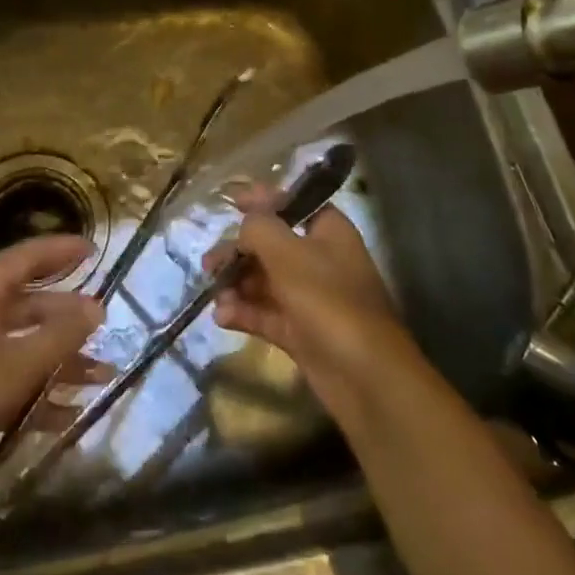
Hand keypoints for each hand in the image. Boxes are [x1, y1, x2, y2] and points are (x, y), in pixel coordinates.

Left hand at [0, 235, 102, 515]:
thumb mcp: (13, 369)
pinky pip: (7, 377)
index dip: (60, 250)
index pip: (25, 258)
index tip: (95, 249)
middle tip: (104, 323)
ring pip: (20, 344)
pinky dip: (36, 390)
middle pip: (27, 302)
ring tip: (100, 377)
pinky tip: (66, 415)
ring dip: (58, 359)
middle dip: (66, 315)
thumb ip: (58, 338)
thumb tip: (97, 306)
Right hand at [203, 194, 409, 411]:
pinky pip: (266, 313)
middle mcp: (320, 260)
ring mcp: (310, 298)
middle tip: (210, 263)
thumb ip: (259, 228)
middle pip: (272, 245)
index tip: (231, 198)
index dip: (263, 198)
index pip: (293, 203)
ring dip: (237, 284)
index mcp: (327, 231)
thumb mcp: (288, 253)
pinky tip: (222, 317)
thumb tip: (244, 226)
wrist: (364, 376)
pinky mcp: (300, 331)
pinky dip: (244, 312)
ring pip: (265, 281)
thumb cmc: (328, 300)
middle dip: (239, 251)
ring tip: (215, 294)